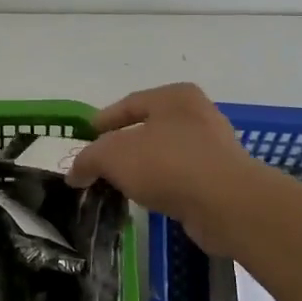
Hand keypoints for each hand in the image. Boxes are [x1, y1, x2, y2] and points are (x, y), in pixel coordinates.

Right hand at [67, 83, 263, 256]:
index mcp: (175, 96)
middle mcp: (197, 114)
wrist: (226, 203)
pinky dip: (162, 185)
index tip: (87, 135)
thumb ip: (88, 159)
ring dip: (143, 168)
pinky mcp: (222, 178)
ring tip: (120, 184)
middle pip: (149, 128)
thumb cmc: (167, 164)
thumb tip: (74, 173)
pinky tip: (147, 199)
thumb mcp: (113, 155)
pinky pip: (181, 177)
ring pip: (166, 154)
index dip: (104, 120)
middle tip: (100, 163)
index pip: (130, 103)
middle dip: (123, 146)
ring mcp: (214, 147)